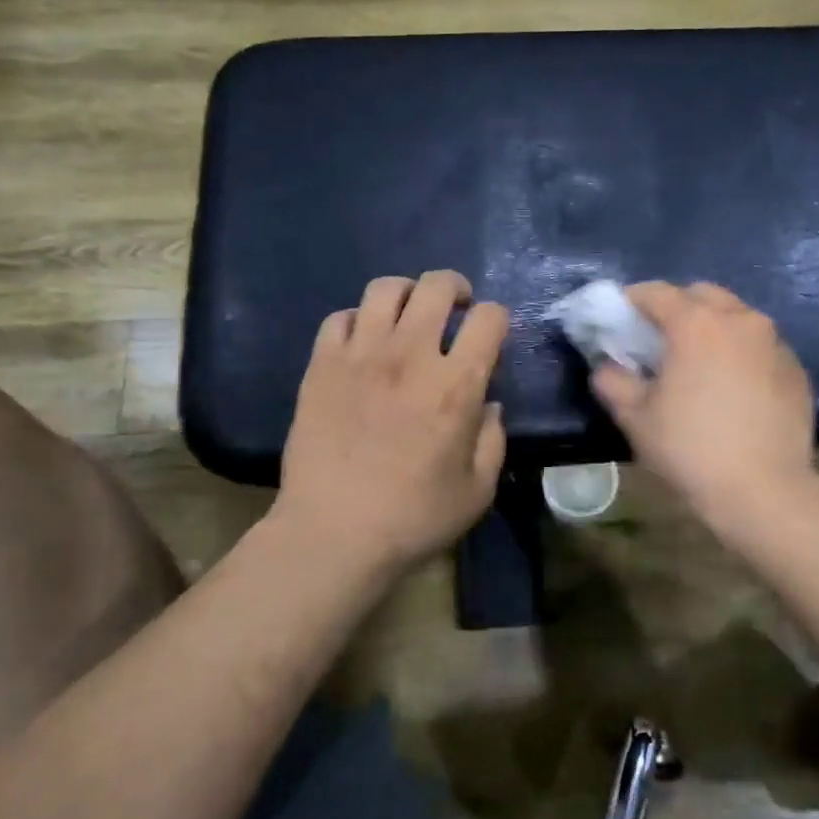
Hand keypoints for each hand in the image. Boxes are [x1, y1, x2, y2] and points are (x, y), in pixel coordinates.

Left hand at [275, 270, 508, 576]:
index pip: (489, 318)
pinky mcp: (322, 364)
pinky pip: (341, 317)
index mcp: (457, 385)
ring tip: (408, 316)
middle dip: (455, 289)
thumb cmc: (413, 517)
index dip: (496, 319)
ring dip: (407, 294)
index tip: (490, 336)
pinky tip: (363, 343)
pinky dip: (359, 321)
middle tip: (455, 309)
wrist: (333, 532)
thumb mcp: (478, 490)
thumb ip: (493, 440)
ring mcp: (361, 354)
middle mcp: (411, 355)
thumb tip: (488, 405)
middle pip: (437, 286)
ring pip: (386, 289)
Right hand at [591, 282, 814, 524]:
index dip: (632, 300)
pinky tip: (732, 387)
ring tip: (698, 363)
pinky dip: (741, 353)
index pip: (656, 293)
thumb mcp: (635, 417)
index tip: (619, 318)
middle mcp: (739, 320)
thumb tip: (607, 367)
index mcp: (696, 323)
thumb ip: (613, 381)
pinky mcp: (796, 369)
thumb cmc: (690, 448)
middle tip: (659, 339)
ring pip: (737, 317)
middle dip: (677, 307)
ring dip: (713, 328)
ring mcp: (774, 343)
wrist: (764, 491)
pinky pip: (760, 346)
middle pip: (702, 295)